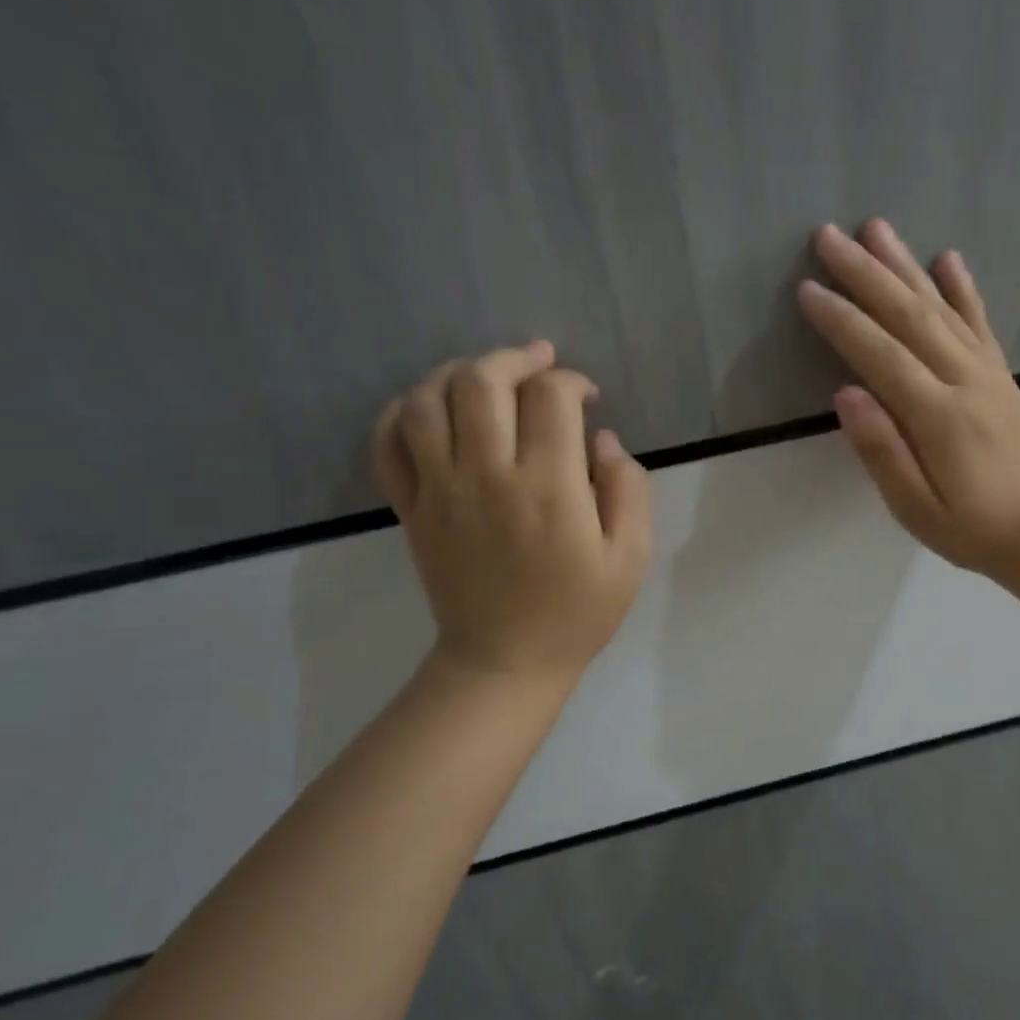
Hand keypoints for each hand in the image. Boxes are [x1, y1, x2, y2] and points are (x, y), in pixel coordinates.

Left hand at [373, 341, 651, 687]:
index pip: (551, 397)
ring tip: (486, 377)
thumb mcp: (630, 557)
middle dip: (514, 358)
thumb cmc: (577, 611)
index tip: (587, 398)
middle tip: (539, 364)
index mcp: (549, 487)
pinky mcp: (411, 508)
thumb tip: (601, 439)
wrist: (504, 661)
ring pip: (429, 400)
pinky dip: (403, 412)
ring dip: (458, 372)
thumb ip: (628, 489)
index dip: (572, 382)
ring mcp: (440, 489)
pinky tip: (431, 408)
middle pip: (482, 381)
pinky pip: (389, 443)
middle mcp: (488, 475)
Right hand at [797, 220, 1019, 588]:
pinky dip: (962, 288)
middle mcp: (965, 380)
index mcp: (938, 416)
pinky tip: (947, 258)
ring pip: (941, 307)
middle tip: (829, 235)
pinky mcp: (1001, 376)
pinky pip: (979, 322)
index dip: (842, 320)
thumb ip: (882, 450)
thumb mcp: (917, 509)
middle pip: (909, 315)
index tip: (807, 288)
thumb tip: (845, 393)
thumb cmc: (974, 531)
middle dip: (866, 273)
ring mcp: (988, 373)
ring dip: (905, 265)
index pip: (880, 355)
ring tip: (876, 228)